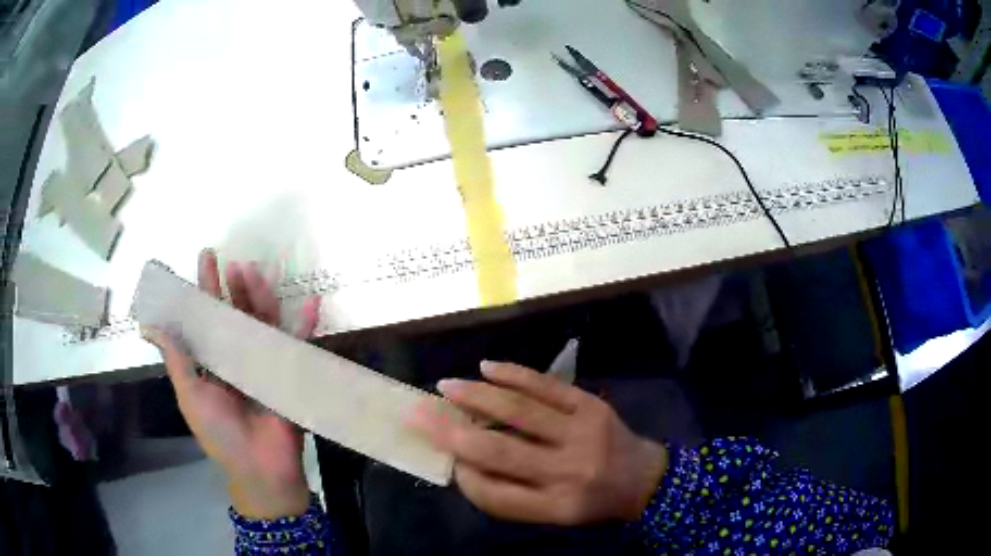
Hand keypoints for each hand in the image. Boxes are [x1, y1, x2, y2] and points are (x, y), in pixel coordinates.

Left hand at [142, 249, 320, 518]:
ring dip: (263, 297)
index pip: (208, 316)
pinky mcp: (289, 373)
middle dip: (236, 286)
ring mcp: (265, 363)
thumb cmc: (219, 433)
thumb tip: (151, 325)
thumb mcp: (190, 395)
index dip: (207, 287)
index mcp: (213, 360)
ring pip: (264, 322)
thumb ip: (176, 359)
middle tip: (236, 263)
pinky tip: (309, 304)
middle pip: (238, 314)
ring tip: (259, 273)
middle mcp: (238, 355)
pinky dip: (304, 326)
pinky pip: (297, 346)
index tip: (207, 257)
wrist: (258, 468)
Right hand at [409, 362, 667, 525]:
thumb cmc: (593, 501)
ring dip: (475, 397)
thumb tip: (464, 463)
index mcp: (556, 507)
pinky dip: (512, 375)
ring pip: (518, 412)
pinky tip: (486, 368)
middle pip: (498, 452)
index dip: (464, 478)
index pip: (495, 496)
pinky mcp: (591, 405)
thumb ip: (512, 495)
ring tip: (446, 387)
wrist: (644, 477)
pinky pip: (546, 385)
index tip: (447, 460)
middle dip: (451, 433)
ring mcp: (582, 434)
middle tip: (420, 414)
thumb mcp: (555, 513)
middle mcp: (568, 472)